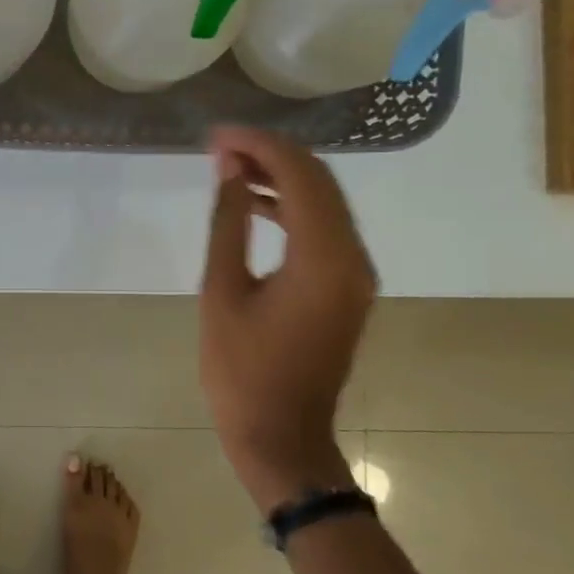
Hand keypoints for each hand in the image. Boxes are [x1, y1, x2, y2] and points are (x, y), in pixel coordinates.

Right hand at [199, 127, 372, 512]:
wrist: (282, 436)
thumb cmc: (241, 371)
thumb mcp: (222, 292)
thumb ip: (229, 224)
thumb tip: (232, 171)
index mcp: (323, 259)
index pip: (300, 176)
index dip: (259, 145)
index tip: (217, 136)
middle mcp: (353, 258)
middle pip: (321, 182)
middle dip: (272, 154)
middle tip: (221, 147)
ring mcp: (356, 274)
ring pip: (326, 203)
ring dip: (283, 178)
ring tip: (232, 168)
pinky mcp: (348, 288)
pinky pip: (326, 230)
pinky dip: (294, 208)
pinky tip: (256, 204)